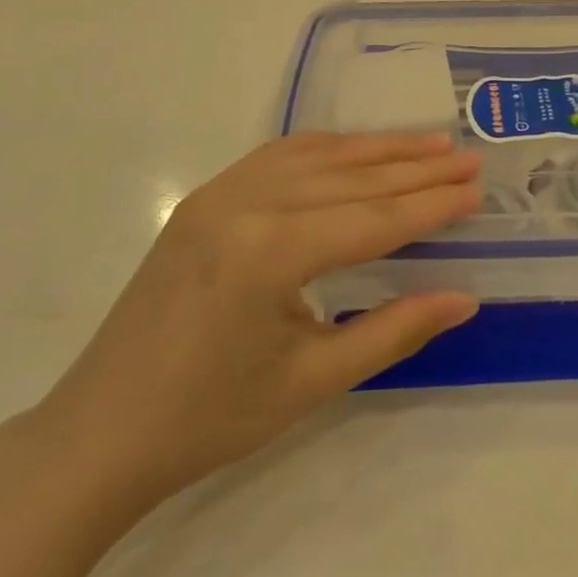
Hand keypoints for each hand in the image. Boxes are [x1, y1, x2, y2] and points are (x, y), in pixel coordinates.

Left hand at [31, 132, 482, 527]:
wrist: (99, 432)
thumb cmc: (210, 419)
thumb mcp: (313, 381)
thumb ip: (394, 330)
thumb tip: (464, 298)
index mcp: (270, 253)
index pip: (374, 218)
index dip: (432, 204)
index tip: (477, 189)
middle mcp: (245, 204)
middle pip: (350, 178)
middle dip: (415, 168)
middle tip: (467, 159)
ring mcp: (218, 194)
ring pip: (315, 156)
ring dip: (375, 149)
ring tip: (428, 144)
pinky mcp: (203, 199)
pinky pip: (276, 157)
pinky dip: (326, 149)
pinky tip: (354, 150)